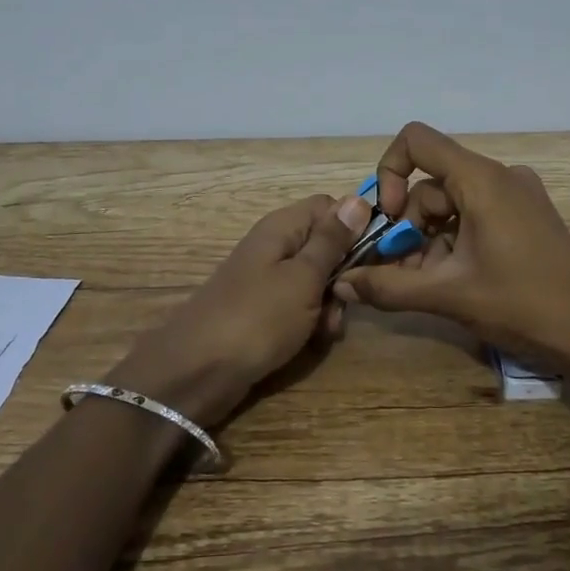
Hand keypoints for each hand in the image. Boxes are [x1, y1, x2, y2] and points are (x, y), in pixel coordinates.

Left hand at [109, 191, 373, 426]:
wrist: (197, 372)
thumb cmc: (257, 318)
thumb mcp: (303, 277)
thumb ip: (332, 240)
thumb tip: (358, 198)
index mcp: (283, 227)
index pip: (331, 207)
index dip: (355, 227)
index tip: (372, 256)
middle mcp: (275, 246)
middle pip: (326, 246)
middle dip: (343, 275)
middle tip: (343, 301)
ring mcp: (267, 280)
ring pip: (317, 281)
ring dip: (329, 305)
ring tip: (325, 330)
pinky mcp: (263, 310)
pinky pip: (299, 307)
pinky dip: (310, 323)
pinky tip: (310, 342)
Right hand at [332, 122, 569, 361]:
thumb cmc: (521, 304)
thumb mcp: (448, 295)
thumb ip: (389, 286)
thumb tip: (342, 283)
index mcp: (481, 179)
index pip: (416, 141)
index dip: (389, 172)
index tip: (387, 218)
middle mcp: (500, 176)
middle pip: (431, 184)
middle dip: (408, 226)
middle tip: (400, 271)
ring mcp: (517, 196)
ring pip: (451, 205)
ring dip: (428, 240)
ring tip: (426, 285)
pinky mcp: (527, 217)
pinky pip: (475, 216)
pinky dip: (453, 241)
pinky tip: (451, 280)